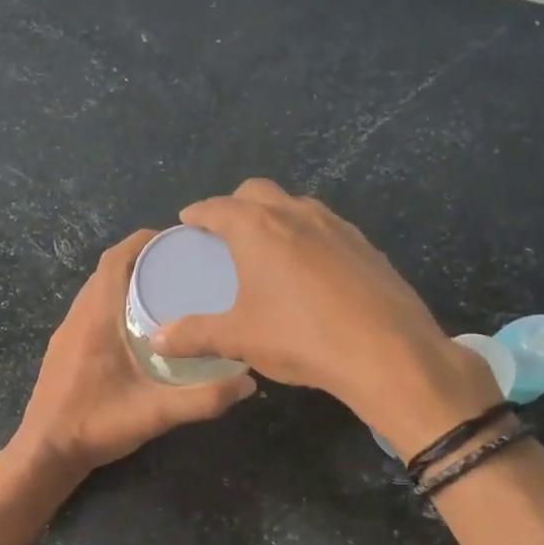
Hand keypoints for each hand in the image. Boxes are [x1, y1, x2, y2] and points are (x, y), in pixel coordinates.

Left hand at [10, 229, 256, 476]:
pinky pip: (90, 308)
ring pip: (96, 289)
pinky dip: (113, 300)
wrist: (45, 453)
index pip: (115, 260)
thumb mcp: (155, 414)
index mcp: (97, 318)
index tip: (178, 239)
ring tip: (166, 288)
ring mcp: (66, 332)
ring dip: (126, 280)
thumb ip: (203, 399)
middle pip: (107, 270)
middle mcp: (78, 316)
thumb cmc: (95, 426)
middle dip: (142, 258)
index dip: (143, 241)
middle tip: (182, 265)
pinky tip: (138, 324)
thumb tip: (248, 382)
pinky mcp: (63, 347)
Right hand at [149, 179, 499, 454]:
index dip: (199, 213)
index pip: (218, 207)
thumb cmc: (300, 337)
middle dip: (236, 205)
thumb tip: (157, 341)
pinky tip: (310, 270)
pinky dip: (308, 237)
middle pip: (258, 192)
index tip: (188, 220)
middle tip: (224, 233)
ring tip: (267, 248)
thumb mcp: (238, 338)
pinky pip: (327, 229)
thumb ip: (193, 335)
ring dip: (276, 217)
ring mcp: (337, 227)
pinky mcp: (366, 247)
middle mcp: (297, 215)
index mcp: (259, 228)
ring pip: (297, 206)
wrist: (387, 352)